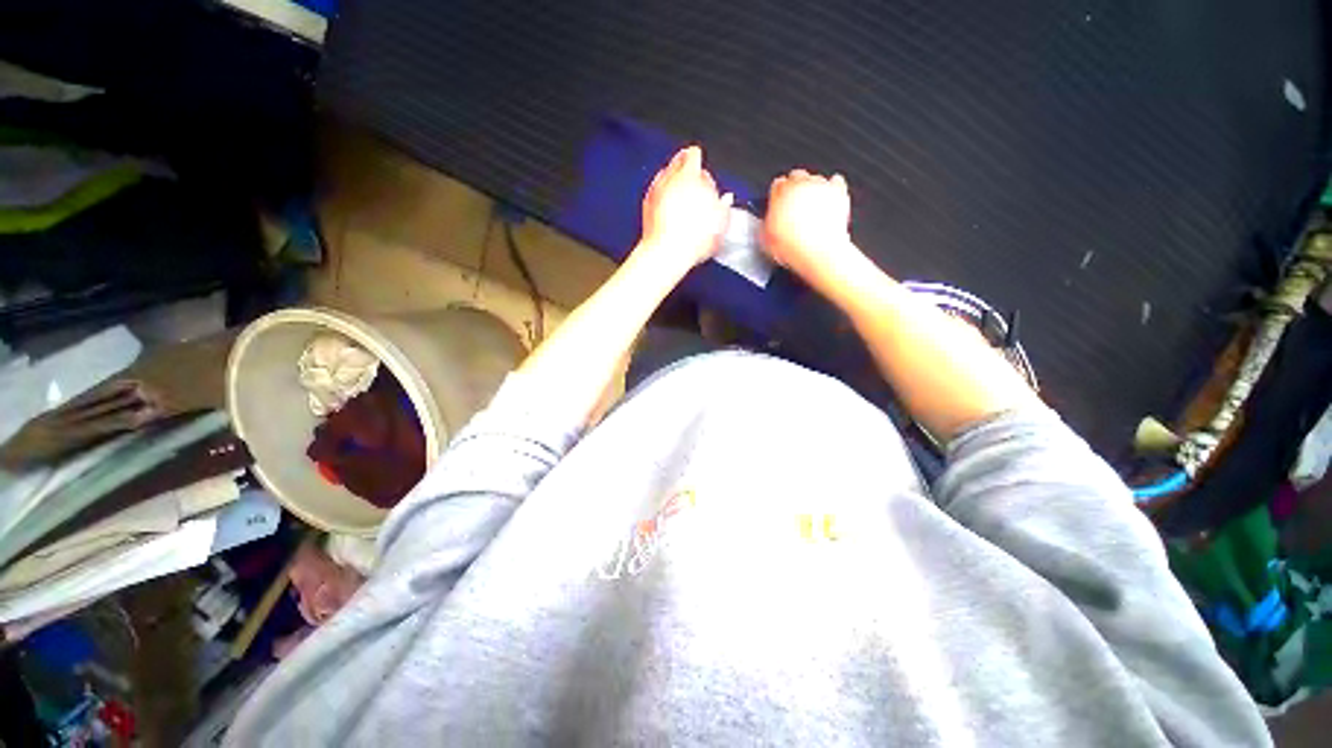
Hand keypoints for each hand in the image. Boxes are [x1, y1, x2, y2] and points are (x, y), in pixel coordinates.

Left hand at [639, 146, 732, 268]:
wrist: (667, 253)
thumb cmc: (693, 238)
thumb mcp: (719, 223)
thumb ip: (723, 207)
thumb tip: (726, 200)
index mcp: (689, 176)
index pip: (693, 155)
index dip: (698, 159)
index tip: (700, 164)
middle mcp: (669, 179)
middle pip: (676, 164)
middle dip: (684, 169)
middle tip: (692, 179)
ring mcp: (656, 192)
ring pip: (664, 178)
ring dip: (672, 183)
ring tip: (681, 194)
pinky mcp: (646, 207)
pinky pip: (655, 194)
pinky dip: (662, 197)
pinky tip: (668, 208)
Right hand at [763, 169, 857, 287]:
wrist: (819, 251)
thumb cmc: (793, 246)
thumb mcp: (767, 239)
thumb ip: (766, 223)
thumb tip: (766, 222)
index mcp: (781, 193)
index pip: (777, 185)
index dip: (777, 195)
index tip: (778, 204)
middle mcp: (801, 184)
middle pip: (796, 176)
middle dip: (794, 188)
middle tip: (793, 205)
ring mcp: (820, 186)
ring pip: (815, 178)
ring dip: (811, 189)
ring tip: (809, 208)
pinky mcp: (838, 192)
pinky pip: (836, 181)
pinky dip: (832, 188)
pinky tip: (828, 199)